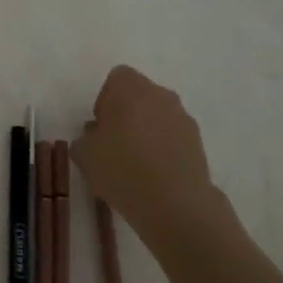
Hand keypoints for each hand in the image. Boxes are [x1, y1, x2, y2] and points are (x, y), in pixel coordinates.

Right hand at [71, 66, 234, 248]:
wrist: (175, 204)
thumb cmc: (122, 169)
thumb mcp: (85, 155)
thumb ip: (84, 140)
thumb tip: (94, 137)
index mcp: (130, 88)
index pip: (116, 78)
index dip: (105, 100)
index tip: (100, 127)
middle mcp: (160, 94)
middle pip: (139, 96)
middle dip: (127, 114)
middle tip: (114, 145)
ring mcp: (183, 118)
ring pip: (158, 116)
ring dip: (147, 132)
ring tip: (135, 165)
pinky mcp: (198, 143)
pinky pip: (173, 137)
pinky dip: (164, 149)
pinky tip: (154, 177)